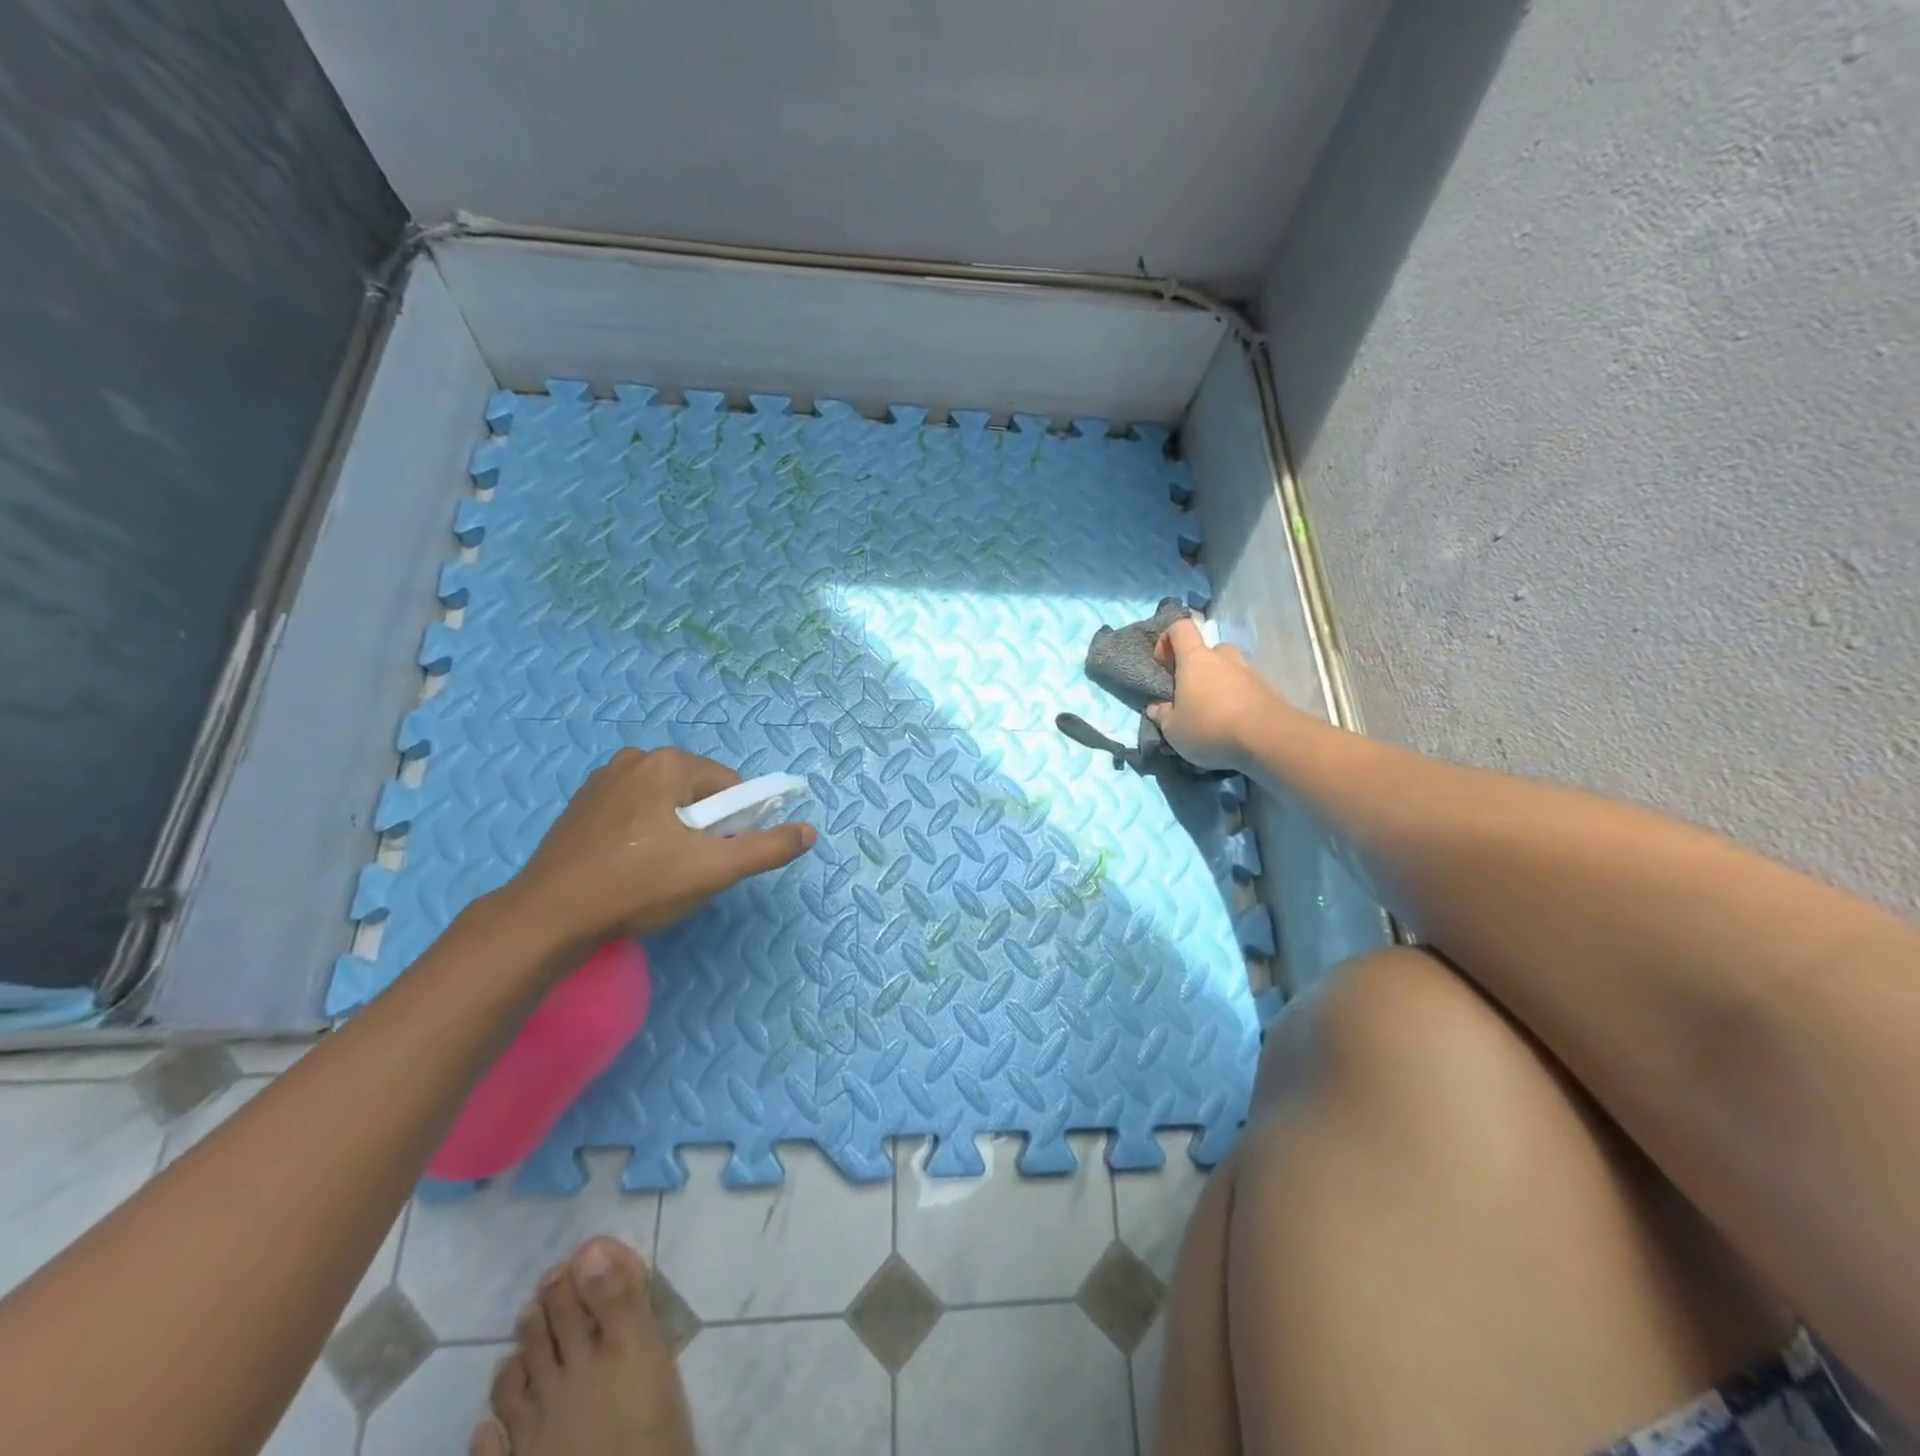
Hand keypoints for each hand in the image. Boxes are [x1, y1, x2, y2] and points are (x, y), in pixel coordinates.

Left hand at [500, 747, 815, 952]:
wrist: (548, 917)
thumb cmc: (638, 886)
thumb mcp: (714, 870)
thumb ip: (767, 848)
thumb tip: (810, 831)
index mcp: (668, 763)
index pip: (730, 787)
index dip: (735, 825)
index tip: (716, 859)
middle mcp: (635, 758)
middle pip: (697, 793)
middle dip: (703, 828)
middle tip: (687, 870)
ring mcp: (602, 780)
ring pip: (664, 803)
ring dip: (673, 832)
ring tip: (656, 874)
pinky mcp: (581, 805)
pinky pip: (633, 811)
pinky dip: (642, 834)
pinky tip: (628, 868)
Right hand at [1146, 619, 1290, 770]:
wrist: (1268, 739)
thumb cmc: (1210, 727)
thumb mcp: (1173, 730)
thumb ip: (1162, 716)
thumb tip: (1157, 708)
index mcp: (1195, 660)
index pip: (1181, 628)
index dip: (1167, 638)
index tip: (1162, 662)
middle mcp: (1224, 658)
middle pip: (1209, 650)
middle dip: (1199, 668)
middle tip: (1191, 694)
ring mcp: (1250, 672)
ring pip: (1230, 670)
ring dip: (1220, 686)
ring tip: (1213, 714)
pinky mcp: (1269, 691)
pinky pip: (1247, 689)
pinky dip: (1238, 701)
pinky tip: (1233, 725)